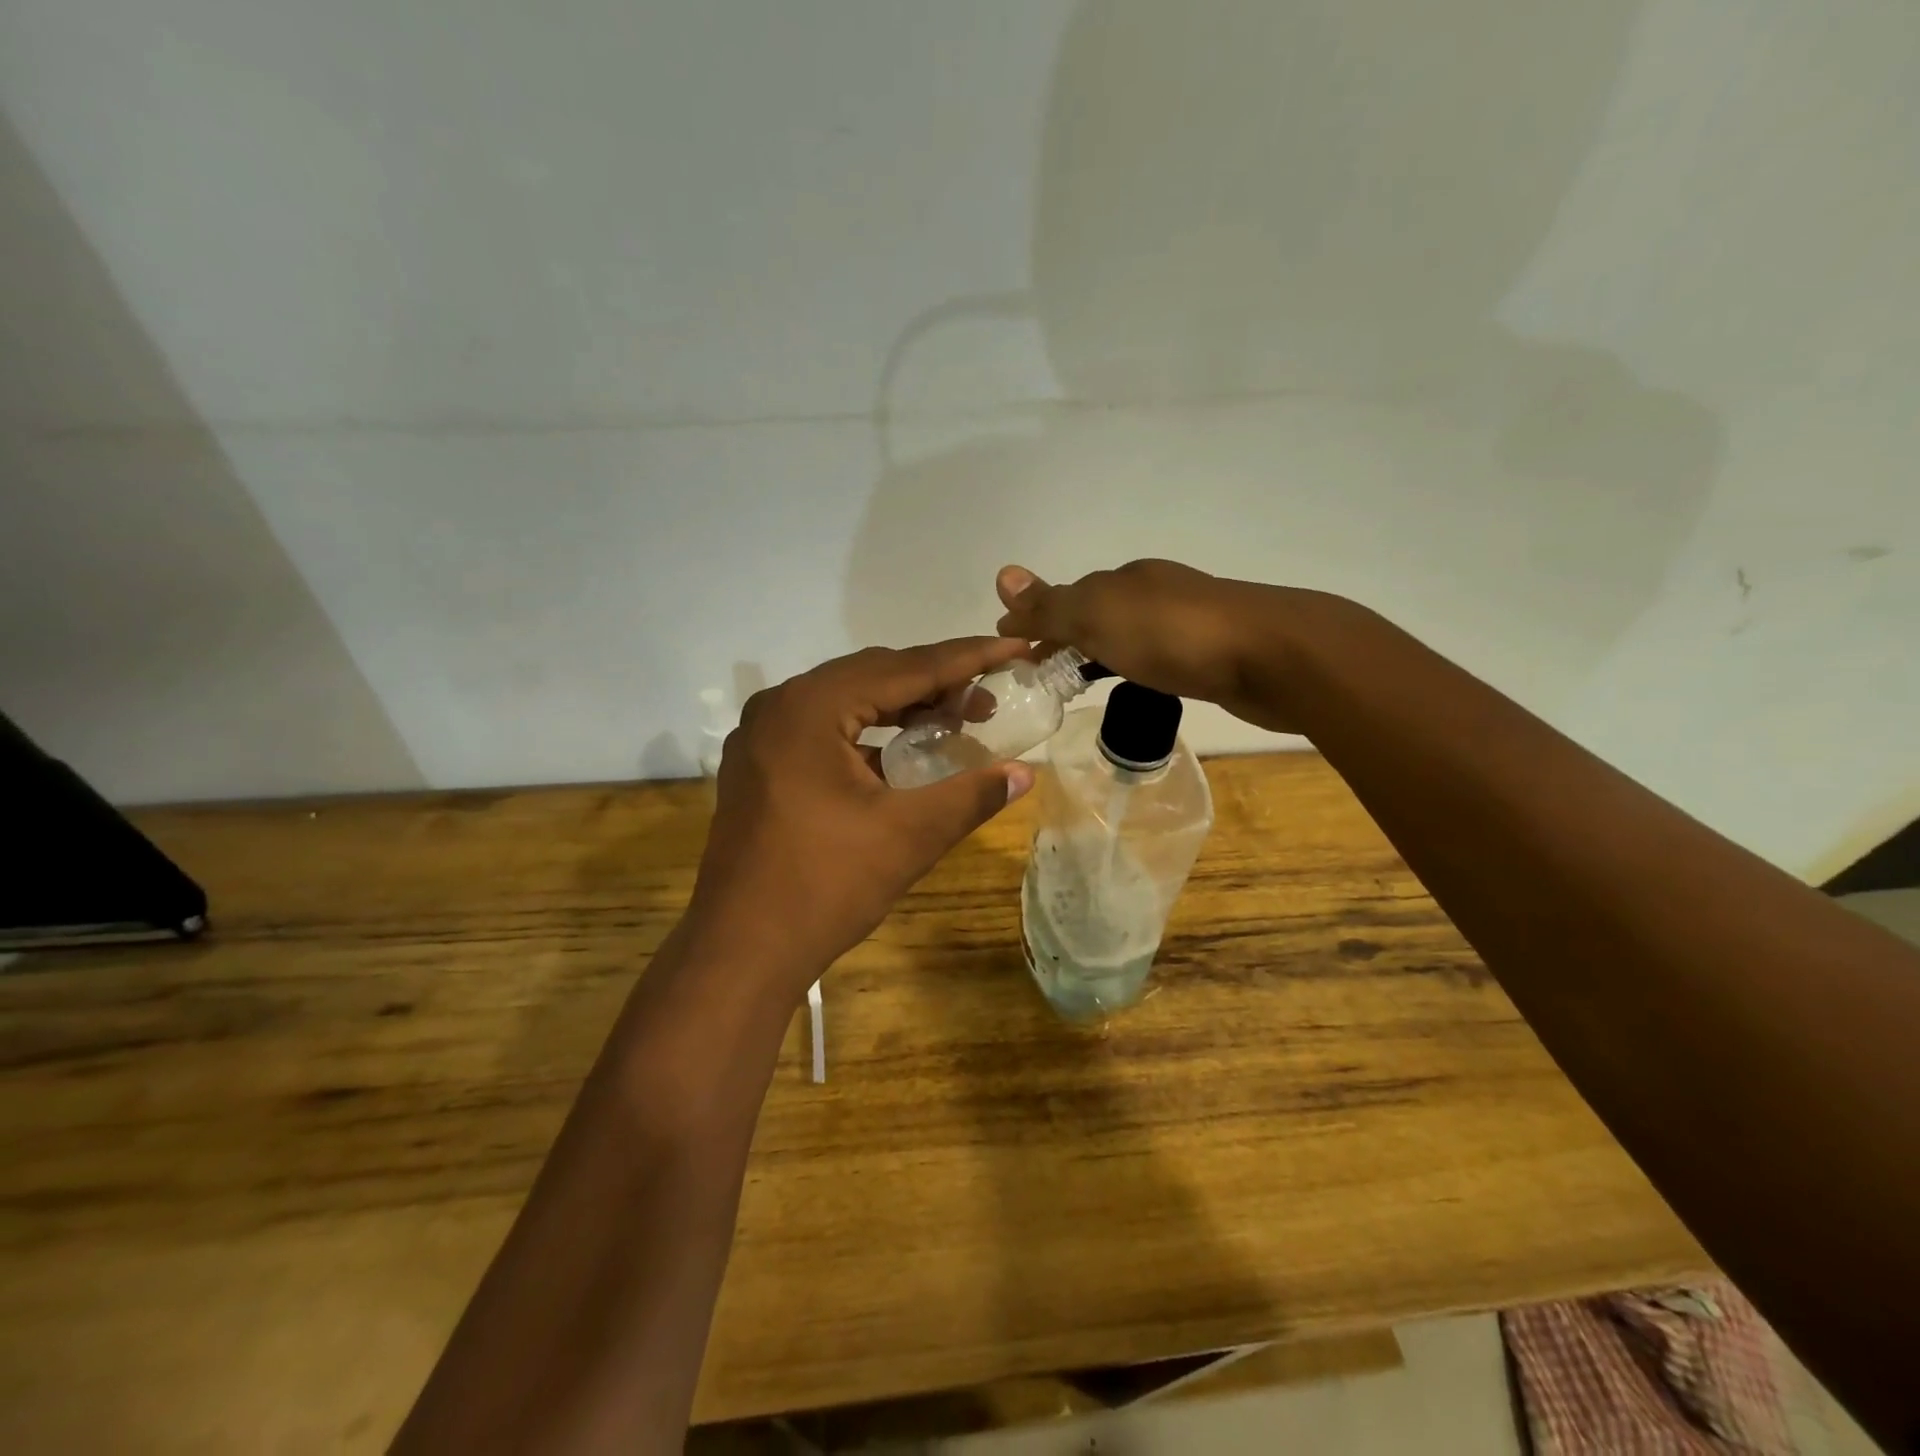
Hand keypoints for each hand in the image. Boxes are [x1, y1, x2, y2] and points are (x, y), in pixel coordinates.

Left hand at [687, 639, 1036, 992]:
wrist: (740, 951)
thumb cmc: (825, 886)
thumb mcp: (909, 836)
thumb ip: (971, 795)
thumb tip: (1025, 774)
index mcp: (810, 707)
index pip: (904, 668)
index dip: (966, 658)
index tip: (1014, 647)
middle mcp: (780, 706)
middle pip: (873, 675)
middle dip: (936, 682)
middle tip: (990, 698)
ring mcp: (762, 736)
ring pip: (847, 700)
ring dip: (902, 706)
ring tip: (956, 719)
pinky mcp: (759, 765)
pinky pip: (824, 729)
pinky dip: (869, 732)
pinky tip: (903, 753)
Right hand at [995, 559, 1302, 731]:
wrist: (1272, 657)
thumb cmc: (1175, 635)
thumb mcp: (1100, 615)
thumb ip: (1052, 604)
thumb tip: (1002, 575)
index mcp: (1125, 580)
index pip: (1067, 598)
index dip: (1037, 624)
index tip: (1013, 654)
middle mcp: (1153, 593)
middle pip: (1095, 615)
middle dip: (1064, 638)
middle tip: (1038, 675)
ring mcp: (1185, 622)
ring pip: (1125, 636)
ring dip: (1096, 653)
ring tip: (1074, 685)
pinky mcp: (1210, 654)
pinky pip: (1154, 657)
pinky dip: (1131, 667)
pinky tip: (1134, 685)